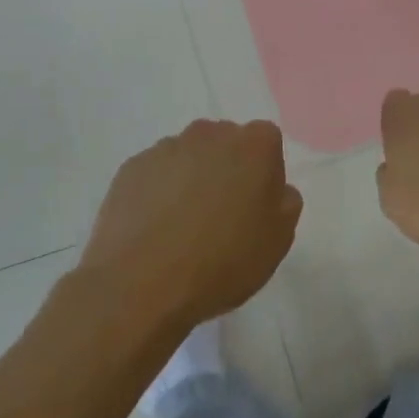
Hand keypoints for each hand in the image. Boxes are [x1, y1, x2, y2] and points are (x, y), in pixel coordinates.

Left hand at [81, 118, 301, 329]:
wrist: (142, 284)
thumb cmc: (223, 261)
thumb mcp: (278, 240)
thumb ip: (285, 202)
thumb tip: (274, 188)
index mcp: (253, 145)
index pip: (267, 142)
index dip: (264, 173)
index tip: (256, 207)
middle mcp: (210, 134)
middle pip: (226, 144)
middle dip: (227, 169)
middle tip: (222, 215)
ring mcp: (166, 148)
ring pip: (189, 157)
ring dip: (191, 179)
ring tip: (182, 227)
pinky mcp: (132, 167)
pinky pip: (156, 173)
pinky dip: (159, 192)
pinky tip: (155, 228)